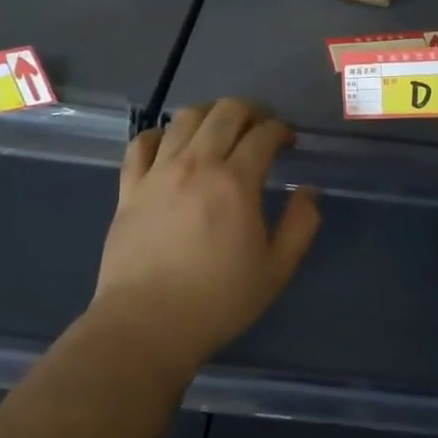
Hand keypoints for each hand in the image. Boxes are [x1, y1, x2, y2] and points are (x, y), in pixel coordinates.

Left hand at [93, 99, 320, 376]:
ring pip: (185, 118)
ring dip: (210, 114)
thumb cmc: (217, 301)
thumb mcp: (275, 270)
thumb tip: (309, 191)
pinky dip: (160, 134)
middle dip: (251, 111)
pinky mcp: (129, 188)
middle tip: (260, 127)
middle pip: (225, 112)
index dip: (281, 130)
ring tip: (220, 129)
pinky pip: (142, 143)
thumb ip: (300, 225)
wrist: (145, 327)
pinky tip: (170, 145)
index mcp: (236, 182)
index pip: (264, 134)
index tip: (289, 140)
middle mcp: (197, 165)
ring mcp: (158, 173)